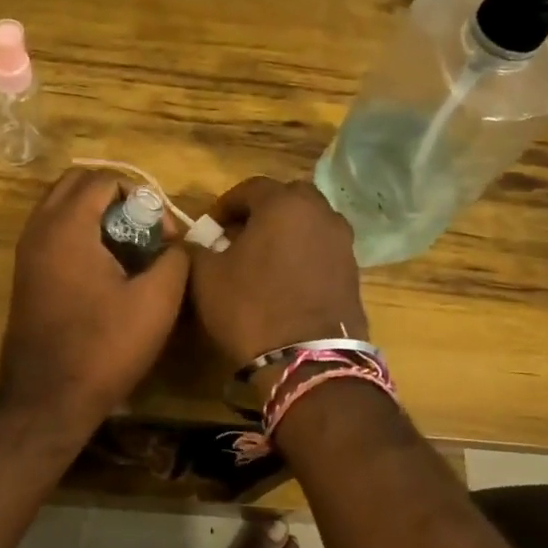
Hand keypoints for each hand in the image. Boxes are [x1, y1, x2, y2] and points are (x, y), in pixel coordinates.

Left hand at [0, 169, 189, 432]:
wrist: (47, 398)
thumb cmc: (103, 347)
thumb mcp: (156, 302)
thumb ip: (176, 259)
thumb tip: (178, 243)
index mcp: (67, 226)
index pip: (104, 179)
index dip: (142, 197)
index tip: (163, 235)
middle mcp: (39, 229)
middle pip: (76, 184)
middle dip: (115, 197)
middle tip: (143, 229)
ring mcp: (27, 251)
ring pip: (62, 207)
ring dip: (95, 214)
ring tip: (128, 248)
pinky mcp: (26, 274)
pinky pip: (53, 232)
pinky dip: (79, 233)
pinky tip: (106, 268)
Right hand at [189, 177, 367, 371]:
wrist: (307, 359)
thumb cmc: (250, 307)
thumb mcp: (206, 277)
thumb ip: (196, 249)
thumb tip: (194, 242)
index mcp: (283, 204)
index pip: (250, 188)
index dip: (225, 205)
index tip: (210, 228)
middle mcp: (320, 213)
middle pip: (287, 198)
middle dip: (262, 211)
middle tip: (240, 236)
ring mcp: (342, 242)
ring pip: (310, 223)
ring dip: (286, 232)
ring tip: (263, 258)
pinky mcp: (353, 271)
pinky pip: (323, 249)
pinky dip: (304, 254)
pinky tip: (286, 279)